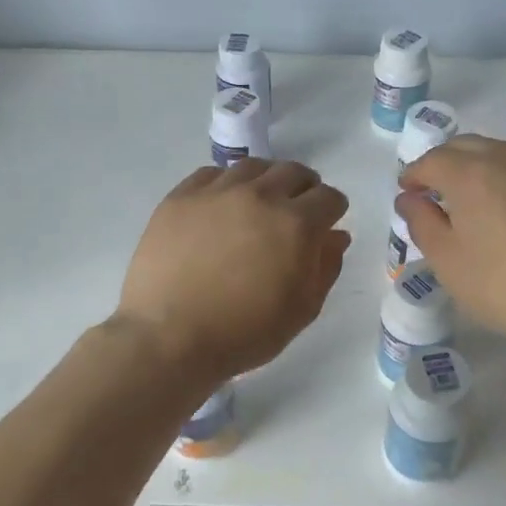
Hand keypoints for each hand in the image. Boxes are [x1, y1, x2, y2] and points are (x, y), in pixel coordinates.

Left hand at [116, 160, 351, 381]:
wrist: (169, 337)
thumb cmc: (244, 333)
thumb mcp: (301, 310)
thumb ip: (325, 267)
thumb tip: (336, 236)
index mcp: (296, 224)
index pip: (328, 198)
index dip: (333, 210)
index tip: (327, 223)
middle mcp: (260, 196)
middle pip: (293, 172)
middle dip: (304, 188)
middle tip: (297, 210)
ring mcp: (216, 192)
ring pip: (253, 167)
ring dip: (266, 181)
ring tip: (260, 202)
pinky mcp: (180, 197)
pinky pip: (211, 174)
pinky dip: (226, 184)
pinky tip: (222, 205)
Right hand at [398, 135, 505, 352]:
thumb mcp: (450, 263)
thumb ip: (422, 224)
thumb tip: (409, 198)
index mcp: (470, 172)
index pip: (431, 160)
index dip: (414, 175)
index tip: (408, 192)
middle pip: (466, 147)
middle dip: (445, 164)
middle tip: (438, 192)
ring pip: (503, 153)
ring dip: (481, 168)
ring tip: (479, 201)